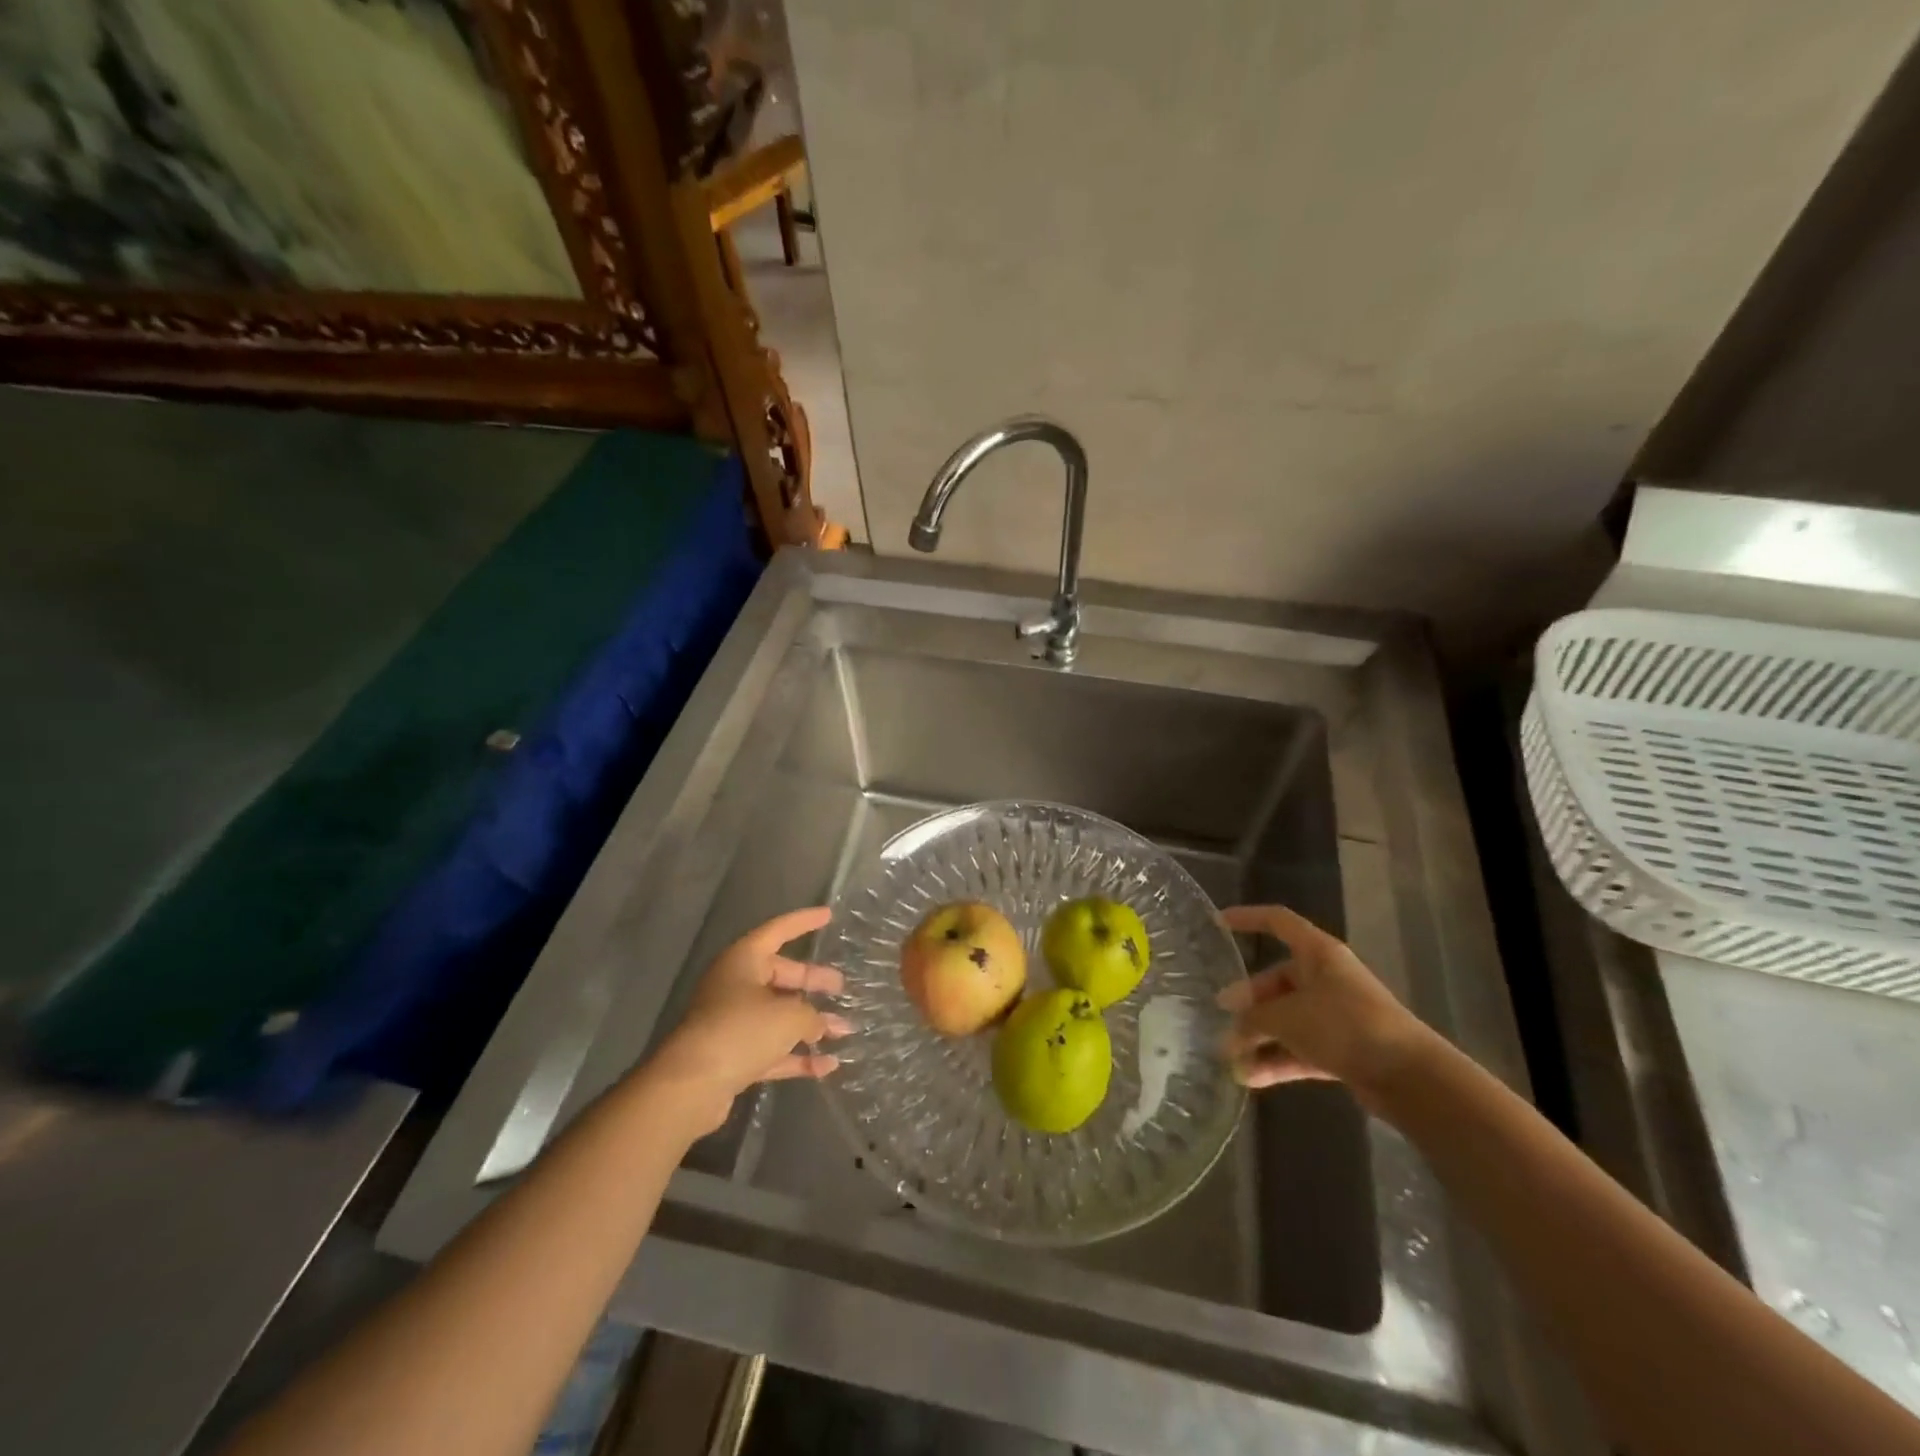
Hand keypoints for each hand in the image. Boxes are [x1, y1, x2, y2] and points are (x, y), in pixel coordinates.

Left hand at [646, 906, 851, 1135]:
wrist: (690, 1086)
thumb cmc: (741, 1031)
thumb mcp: (789, 1016)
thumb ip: (812, 1015)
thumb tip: (820, 1025)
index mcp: (743, 961)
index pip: (779, 931)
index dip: (804, 921)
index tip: (829, 915)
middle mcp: (735, 986)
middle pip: (781, 976)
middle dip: (813, 983)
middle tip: (841, 987)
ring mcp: (732, 1022)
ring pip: (778, 1015)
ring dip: (810, 1024)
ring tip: (845, 1030)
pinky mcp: (732, 1056)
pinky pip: (772, 1049)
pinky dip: (796, 1056)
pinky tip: (828, 1066)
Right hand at [1217, 905, 1433, 1106]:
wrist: (1410, 1077)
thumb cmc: (1344, 1026)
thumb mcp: (1286, 1017)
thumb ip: (1253, 1020)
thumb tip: (1232, 1032)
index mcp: (1317, 953)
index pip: (1277, 922)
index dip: (1247, 918)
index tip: (1216, 924)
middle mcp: (1327, 978)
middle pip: (1277, 979)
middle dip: (1248, 1000)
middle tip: (1220, 1015)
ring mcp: (1336, 1015)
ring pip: (1287, 1018)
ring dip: (1259, 1036)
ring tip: (1228, 1055)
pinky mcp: (1343, 1048)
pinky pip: (1300, 1048)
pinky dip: (1277, 1060)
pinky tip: (1249, 1078)